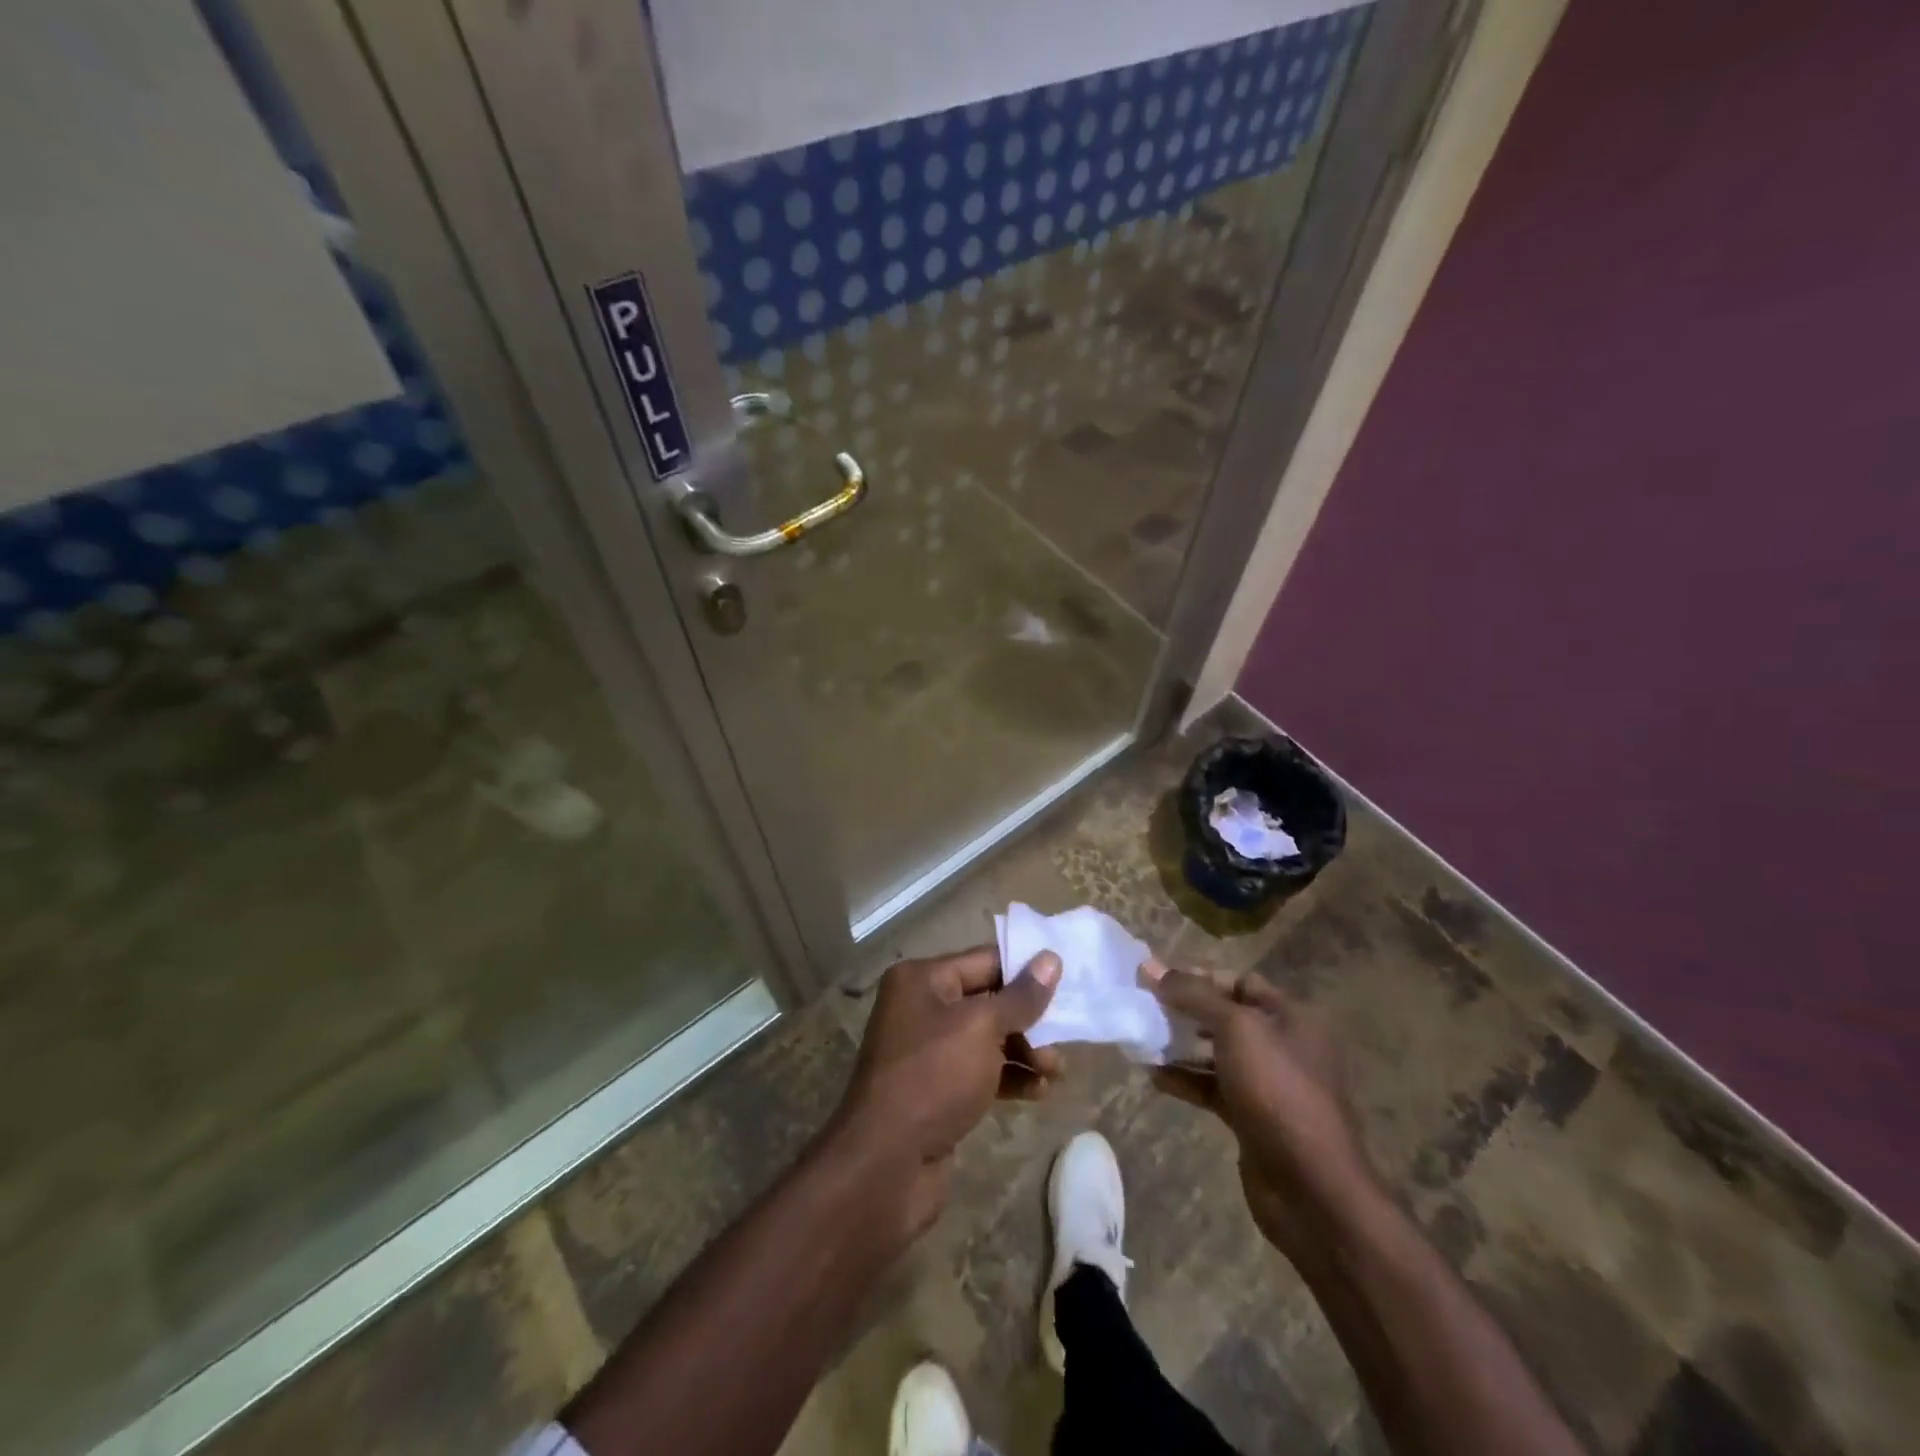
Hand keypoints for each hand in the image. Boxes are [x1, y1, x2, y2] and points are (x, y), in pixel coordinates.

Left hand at [834, 945, 1061, 1231]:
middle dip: (1029, 1018)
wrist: (885, 1165)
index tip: (1068, 980)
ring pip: (988, 1039)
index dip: (1026, 969)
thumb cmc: (934, 1077)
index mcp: (922, 979)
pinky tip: (1040, 1092)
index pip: (985, 960)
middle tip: (1064, 1036)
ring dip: (1025, 1051)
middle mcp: (922, 1007)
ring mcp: (928, 1051)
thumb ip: (1020, 996)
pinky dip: (1010, 1077)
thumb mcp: (982, 1028)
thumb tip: (1051, 959)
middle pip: (989, 1000)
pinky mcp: (938, 1089)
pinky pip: (981, 1071)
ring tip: (1056, 1071)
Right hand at [1144, 964, 1369, 1257]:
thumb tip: (1151, 966)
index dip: (1198, 976)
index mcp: (1291, 1017)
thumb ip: (1194, 995)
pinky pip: (1212, 1088)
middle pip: (1226, 1016)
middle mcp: (1283, 1045)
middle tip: (1143, 1007)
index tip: (1156, 978)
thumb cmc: (1277, 1091)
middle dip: (1185, 1010)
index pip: (1239, 981)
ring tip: (1141, 1040)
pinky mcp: (1252, 1118)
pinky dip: (1185, 1080)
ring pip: (1216, 1053)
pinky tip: (1153, 1077)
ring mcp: (1268, 1085)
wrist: (1312, 1188)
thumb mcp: (1236, 1029)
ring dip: (1180, 1045)